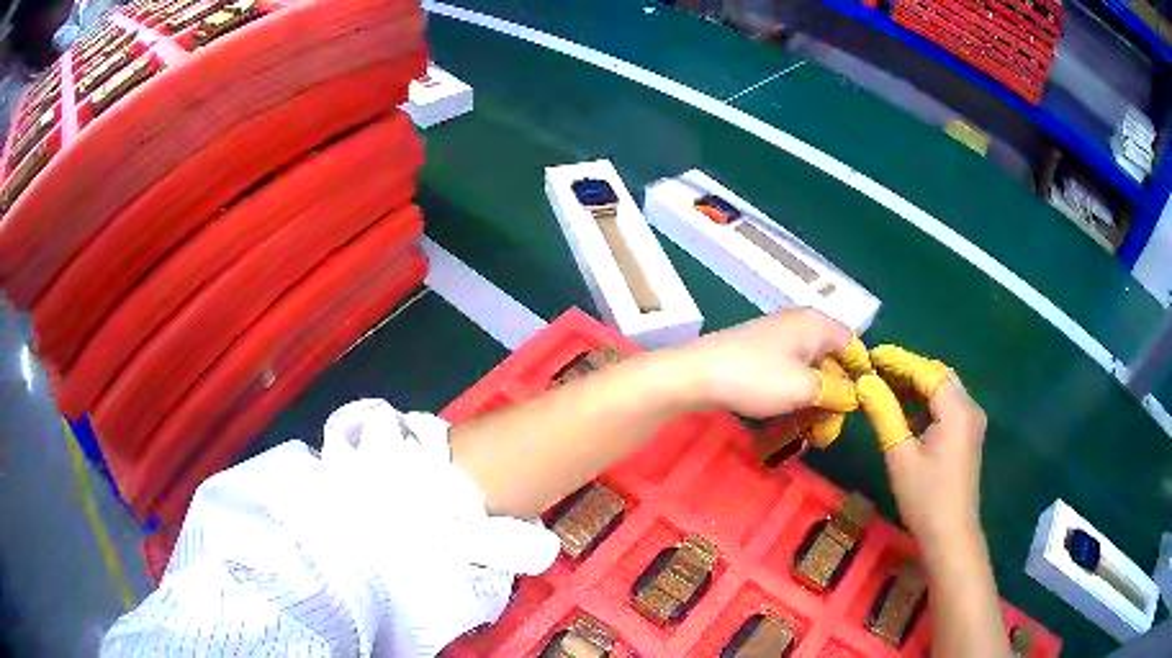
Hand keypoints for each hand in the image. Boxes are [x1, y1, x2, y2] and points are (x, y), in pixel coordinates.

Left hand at [681, 309, 851, 417]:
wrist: (696, 375)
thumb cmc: (757, 377)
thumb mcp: (805, 388)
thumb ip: (838, 391)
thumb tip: (856, 394)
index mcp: (817, 324)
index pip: (854, 346)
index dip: (861, 376)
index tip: (861, 407)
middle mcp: (801, 326)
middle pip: (833, 360)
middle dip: (836, 395)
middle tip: (830, 428)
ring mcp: (779, 340)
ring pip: (811, 371)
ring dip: (815, 401)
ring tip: (812, 431)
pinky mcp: (761, 355)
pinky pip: (790, 375)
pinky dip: (795, 396)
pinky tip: (791, 420)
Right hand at [882, 376, 987, 554]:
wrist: (951, 534)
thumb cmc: (925, 498)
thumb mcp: (900, 455)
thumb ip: (885, 413)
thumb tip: (865, 382)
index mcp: (957, 409)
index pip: (927, 371)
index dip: (900, 360)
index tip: (872, 355)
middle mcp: (970, 407)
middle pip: (938, 375)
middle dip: (909, 370)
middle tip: (877, 371)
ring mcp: (972, 421)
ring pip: (944, 389)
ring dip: (917, 385)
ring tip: (886, 386)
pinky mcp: (968, 434)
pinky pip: (948, 405)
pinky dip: (927, 401)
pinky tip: (906, 410)